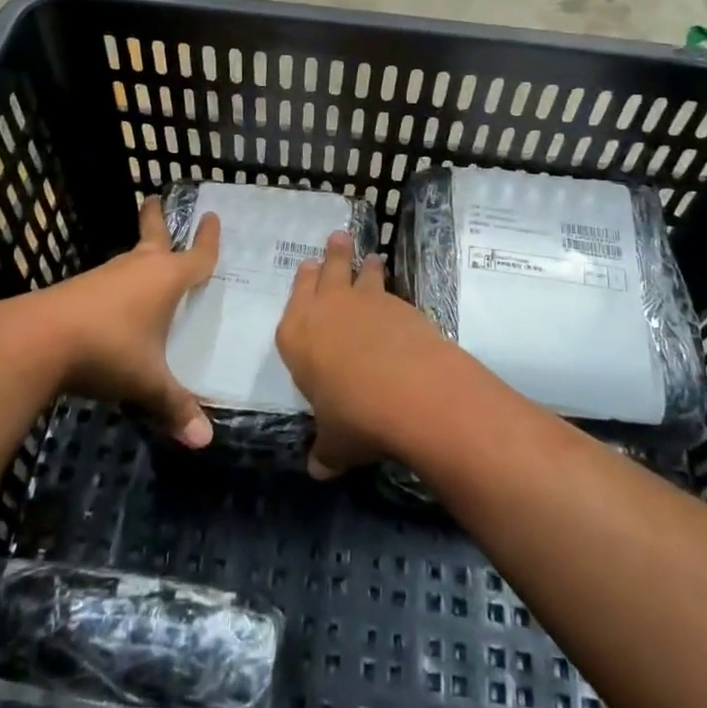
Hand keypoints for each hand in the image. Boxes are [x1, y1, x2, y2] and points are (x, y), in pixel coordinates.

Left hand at [22, 197, 219, 446]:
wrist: (37, 339)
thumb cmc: (108, 349)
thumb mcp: (147, 382)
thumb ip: (175, 407)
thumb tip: (204, 441)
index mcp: (165, 279)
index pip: (197, 256)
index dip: (208, 240)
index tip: (212, 217)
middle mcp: (138, 268)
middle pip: (153, 235)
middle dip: (157, 218)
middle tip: (156, 197)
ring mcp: (105, 276)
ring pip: (129, 258)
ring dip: (139, 254)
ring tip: (147, 258)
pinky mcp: (78, 289)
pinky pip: (109, 281)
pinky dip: (119, 282)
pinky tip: (116, 302)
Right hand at [277, 231, 454, 478]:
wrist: (410, 391)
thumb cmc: (354, 415)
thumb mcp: (335, 442)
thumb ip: (326, 450)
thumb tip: (319, 469)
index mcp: (297, 334)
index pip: (296, 298)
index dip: (302, 282)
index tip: (307, 266)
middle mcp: (327, 308)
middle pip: (327, 271)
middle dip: (332, 255)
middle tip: (337, 238)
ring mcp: (366, 302)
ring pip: (362, 273)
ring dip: (365, 265)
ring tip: (370, 257)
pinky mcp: (401, 304)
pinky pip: (391, 291)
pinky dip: (391, 291)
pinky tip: (398, 302)